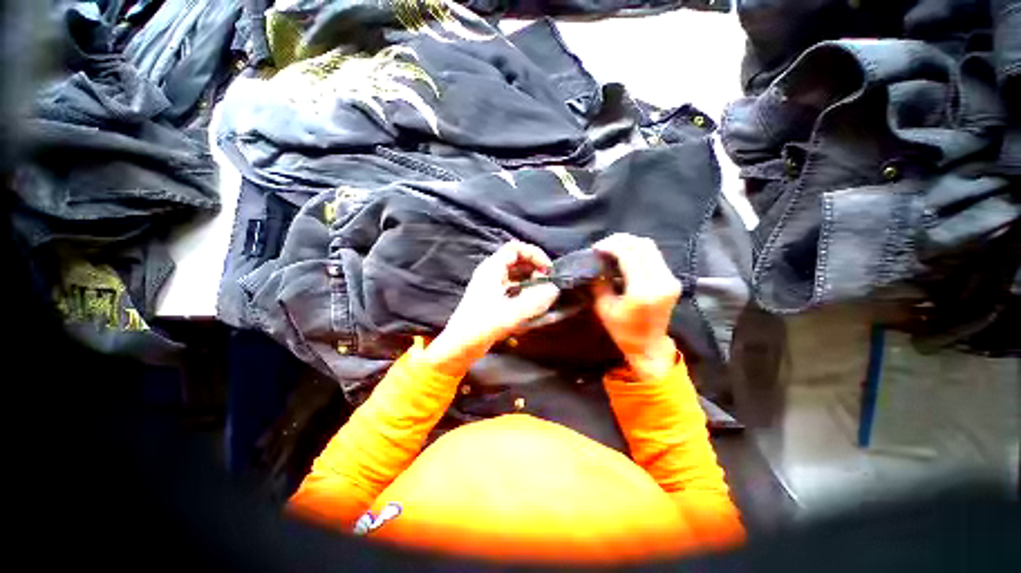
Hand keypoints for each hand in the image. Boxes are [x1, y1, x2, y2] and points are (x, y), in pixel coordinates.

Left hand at [422, 241, 559, 376]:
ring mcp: (492, 286)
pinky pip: (514, 287)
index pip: (515, 248)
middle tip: (547, 283)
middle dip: (535, 268)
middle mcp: (491, 273)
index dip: (534, 254)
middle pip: (518, 259)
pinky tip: (533, 304)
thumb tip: (554, 289)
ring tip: (543, 294)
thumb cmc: (481, 326)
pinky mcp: (494, 298)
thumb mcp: (510, 314)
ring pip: (516, 274)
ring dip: (532, 280)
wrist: (460, 345)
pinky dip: (525, 290)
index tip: (547, 269)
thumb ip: (535, 301)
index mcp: (491, 269)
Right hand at [592, 234, 681, 380]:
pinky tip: (625, 256)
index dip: (611, 246)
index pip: (629, 255)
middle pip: (643, 245)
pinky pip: (654, 256)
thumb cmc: (622, 331)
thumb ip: (599, 282)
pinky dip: (638, 251)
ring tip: (612, 248)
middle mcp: (661, 283)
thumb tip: (595, 263)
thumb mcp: (603, 307)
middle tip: (603, 245)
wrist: (649, 345)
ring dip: (630, 244)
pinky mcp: (672, 280)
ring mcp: (670, 280)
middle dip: (620, 240)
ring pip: (651, 247)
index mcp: (642, 292)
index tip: (596, 248)